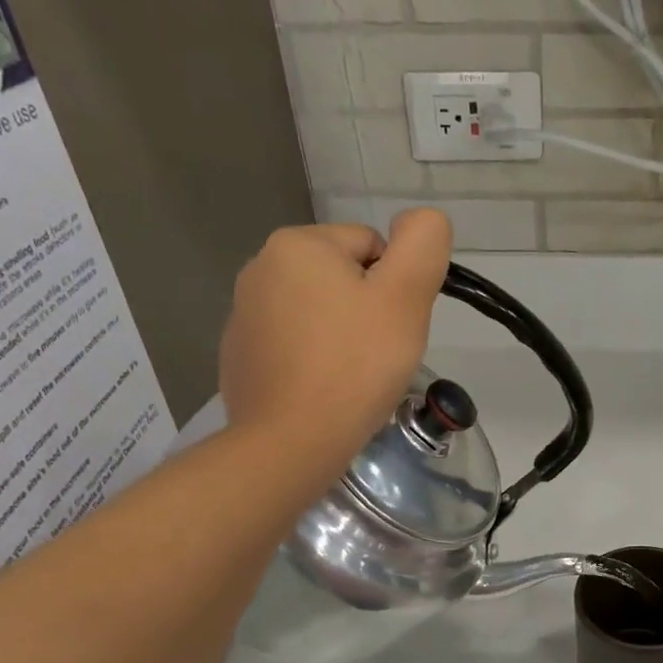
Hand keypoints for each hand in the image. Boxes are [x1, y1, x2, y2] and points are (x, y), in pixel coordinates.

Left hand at [221, 210, 452, 470]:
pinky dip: (312, 362)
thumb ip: (422, 245)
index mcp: (298, 244)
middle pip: (342, 279)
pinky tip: (322, 392)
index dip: (395, 288)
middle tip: (378, 356)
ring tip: (351, 379)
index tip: (394, 330)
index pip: (372, 247)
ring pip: (318, 314)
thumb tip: (419, 220)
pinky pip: (293, 346)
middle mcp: (260, 267)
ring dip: (341, 337)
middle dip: (367, 312)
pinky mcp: (239, 356)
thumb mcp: (405, 298)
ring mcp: (243, 314)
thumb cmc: (354, 367)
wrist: (290, 442)